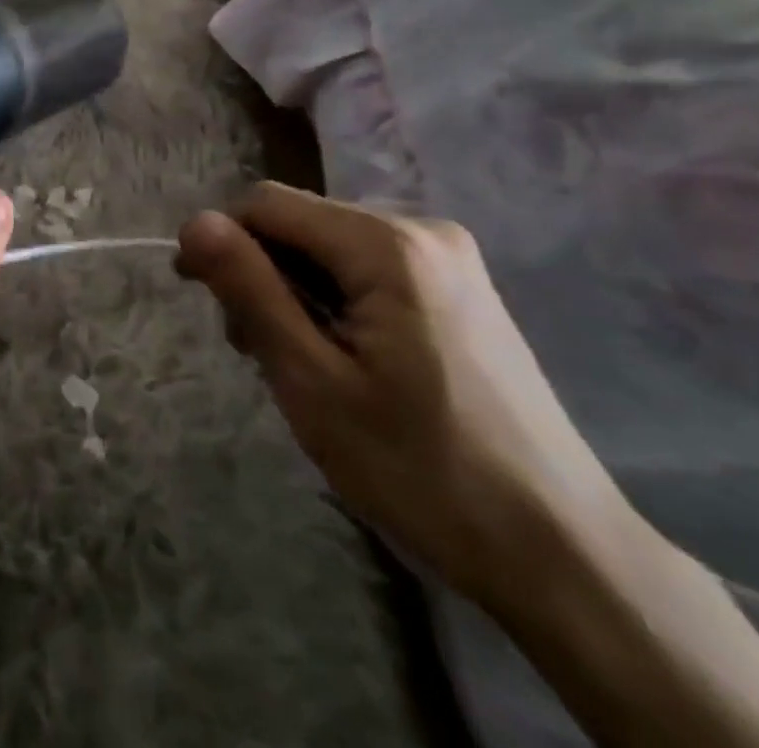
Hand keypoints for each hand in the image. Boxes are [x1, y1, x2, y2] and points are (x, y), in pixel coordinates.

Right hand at [176, 183, 627, 608]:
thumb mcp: (313, 382)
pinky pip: (369, 269)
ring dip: (297, 292)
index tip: (202, 299)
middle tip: (258, 352)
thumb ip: (250, 290)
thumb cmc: (423, 470)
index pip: (267, 204)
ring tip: (302, 365)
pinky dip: (337, 301)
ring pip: (331, 247)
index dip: (221, 241)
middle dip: (263, 273)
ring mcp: (449, 259)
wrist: (564, 555)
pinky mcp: (462, 288)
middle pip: (302, 223)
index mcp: (386, 243)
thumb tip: (194, 223)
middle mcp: (422, 229)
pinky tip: (345, 359)